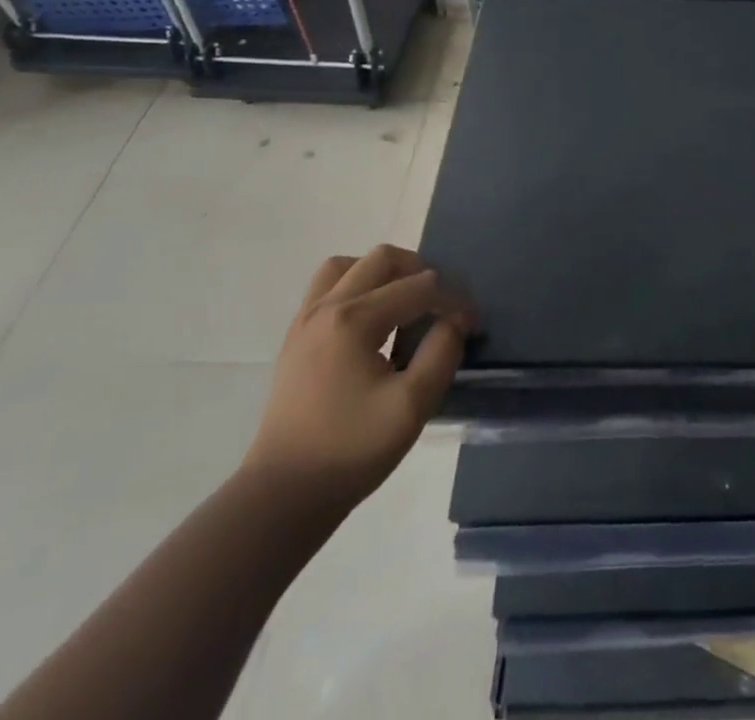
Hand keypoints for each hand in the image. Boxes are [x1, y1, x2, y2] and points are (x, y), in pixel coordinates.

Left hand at [241, 245, 473, 508]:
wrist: (282, 496)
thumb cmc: (350, 451)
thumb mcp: (412, 406)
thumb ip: (442, 353)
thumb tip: (453, 322)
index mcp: (355, 319)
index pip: (420, 287)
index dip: (453, 301)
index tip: (472, 327)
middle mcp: (327, 307)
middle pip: (383, 259)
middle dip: (421, 274)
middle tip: (439, 306)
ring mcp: (305, 321)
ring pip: (348, 266)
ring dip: (383, 275)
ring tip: (403, 306)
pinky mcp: (295, 339)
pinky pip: (328, 289)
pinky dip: (357, 290)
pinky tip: (372, 325)